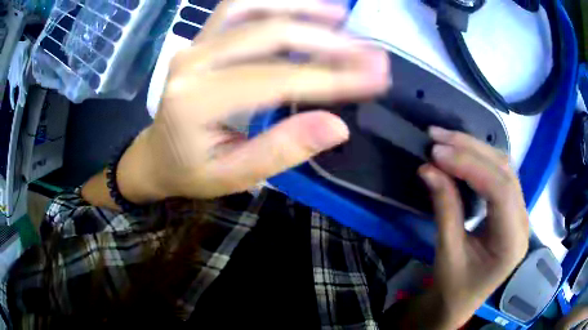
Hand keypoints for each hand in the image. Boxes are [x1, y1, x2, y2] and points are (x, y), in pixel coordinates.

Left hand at [116, 0, 389, 202]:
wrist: (156, 155)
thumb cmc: (192, 171)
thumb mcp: (234, 176)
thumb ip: (282, 150)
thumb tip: (339, 126)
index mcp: (197, 102)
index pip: (276, 79)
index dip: (331, 77)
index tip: (375, 78)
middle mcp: (193, 62)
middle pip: (269, 34)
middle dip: (329, 42)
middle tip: (371, 53)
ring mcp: (194, 43)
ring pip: (252, 7)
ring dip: (302, 7)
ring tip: (342, 16)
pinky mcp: (199, 38)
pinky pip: (238, 6)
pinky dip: (274, 1)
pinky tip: (302, 6)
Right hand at [418, 127, 528, 328]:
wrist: (460, 300)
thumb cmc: (454, 287)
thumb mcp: (447, 253)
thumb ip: (444, 209)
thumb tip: (428, 169)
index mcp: (512, 242)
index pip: (500, 191)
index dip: (470, 166)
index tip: (437, 154)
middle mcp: (522, 221)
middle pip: (504, 172)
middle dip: (470, 149)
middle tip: (437, 137)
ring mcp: (519, 212)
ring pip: (503, 168)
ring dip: (474, 148)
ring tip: (445, 139)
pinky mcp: (511, 208)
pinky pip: (499, 174)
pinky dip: (479, 159)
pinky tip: (461, 152)